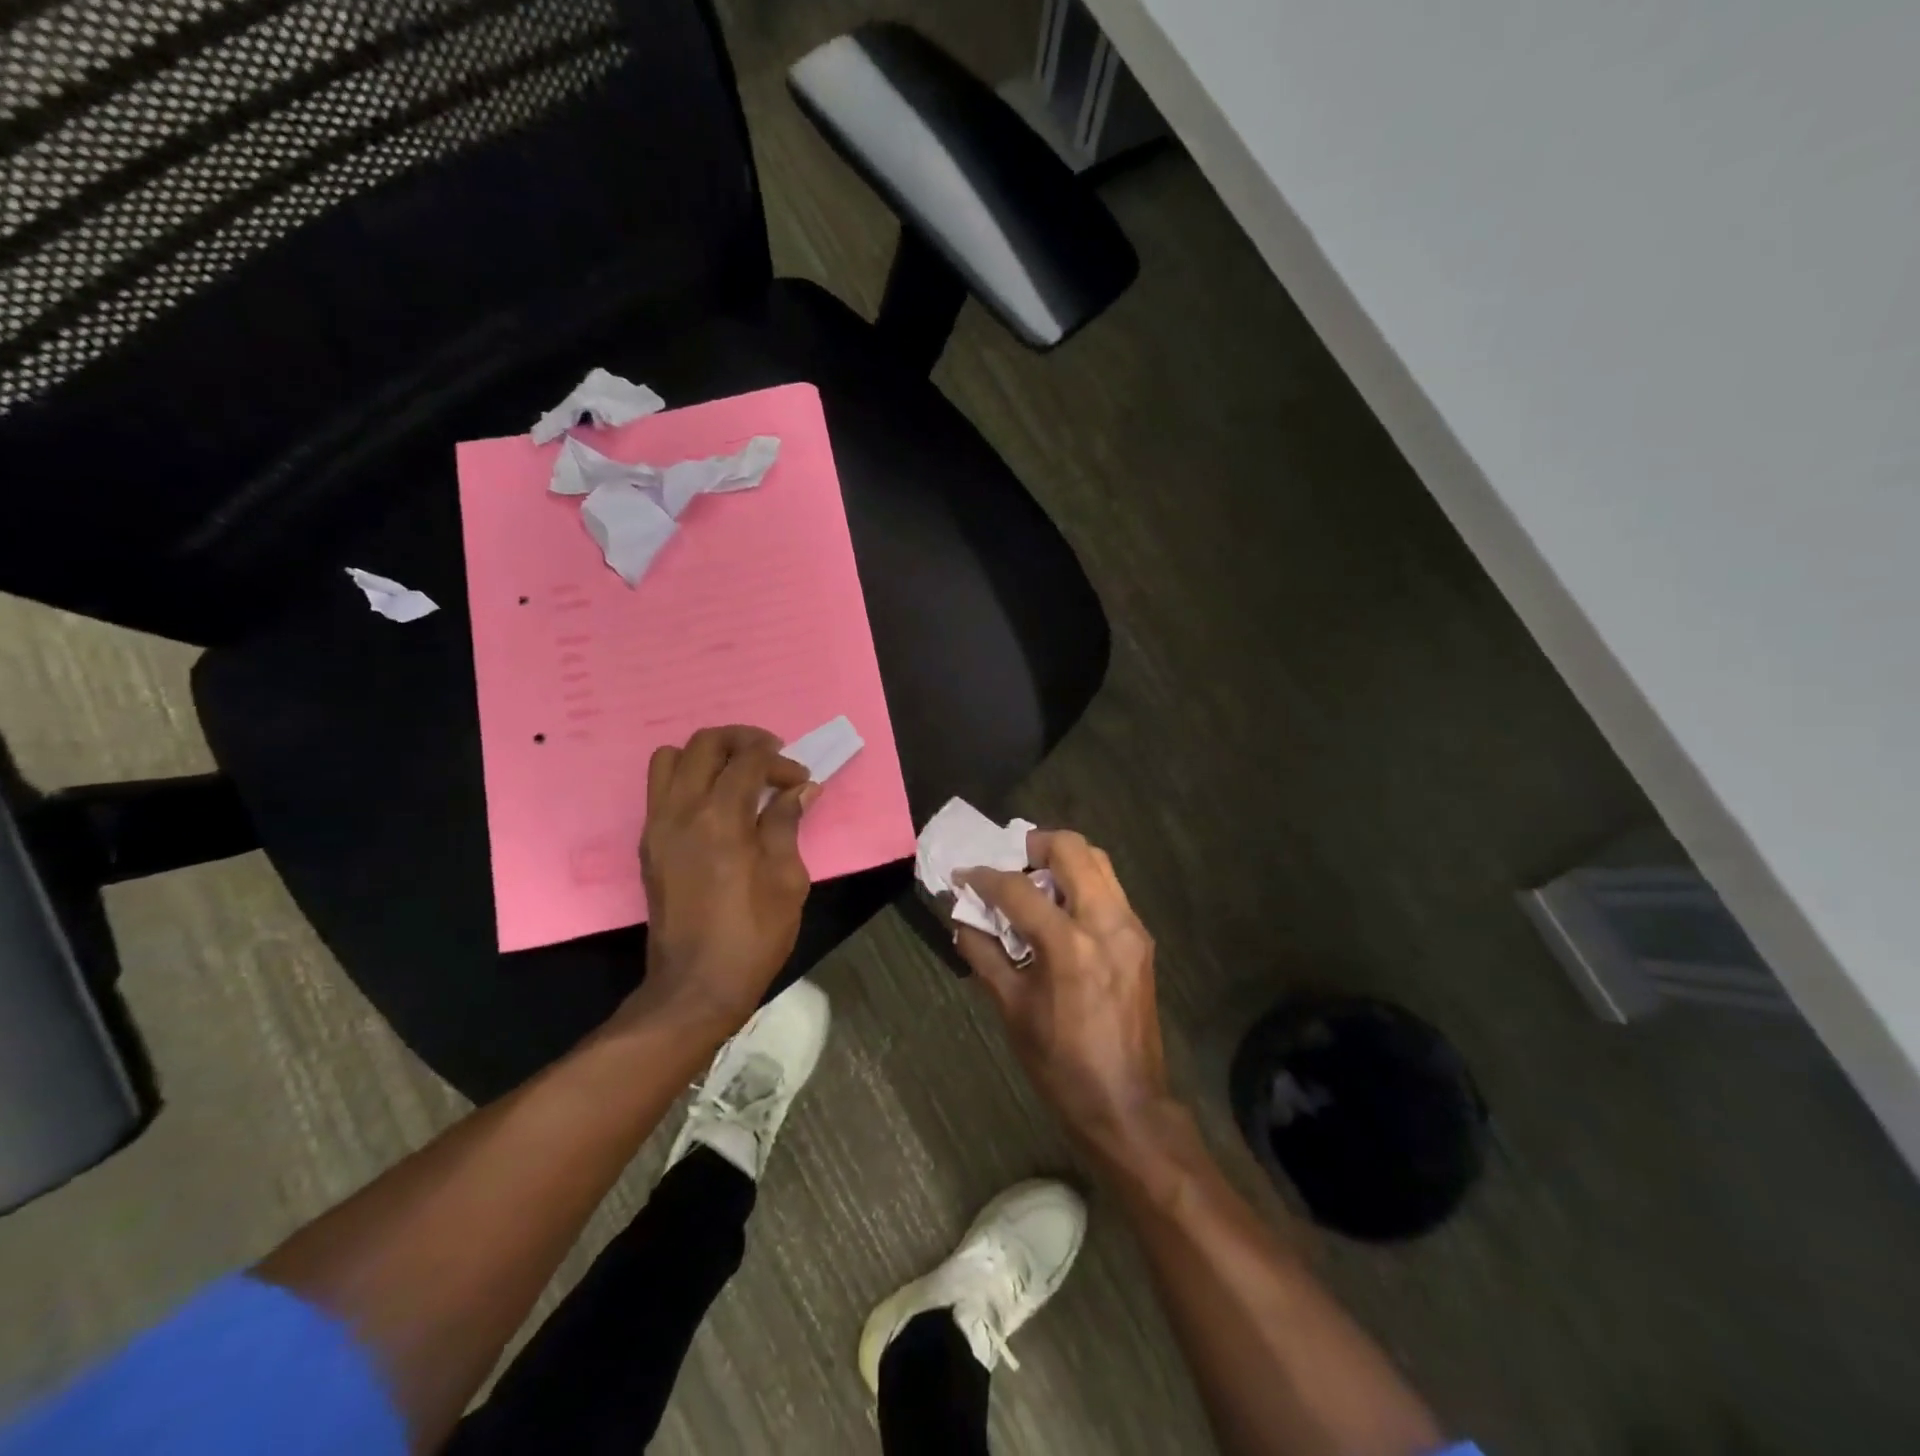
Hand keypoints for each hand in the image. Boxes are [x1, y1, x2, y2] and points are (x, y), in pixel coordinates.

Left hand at [634, 725, 815, 1032]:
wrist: (696, 985)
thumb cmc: (753, 934)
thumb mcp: (787, 879)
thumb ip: (787, 824)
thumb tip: (800, 790)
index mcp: (720, 819)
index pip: (748, 761)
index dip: (780, 762)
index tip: (801, 780)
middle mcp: (681, 811)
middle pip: (705, 744)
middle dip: (743, 740)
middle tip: (771, 756)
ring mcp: (657, 826)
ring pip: (670, 758)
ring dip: (707, 756)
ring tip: (737, 774)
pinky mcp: (648, 844)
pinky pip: (661, 789)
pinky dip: (689, 779)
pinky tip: (717, 803)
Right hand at [953, 831, 1170, 1147]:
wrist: (1127, 1103)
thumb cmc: (1061, 1064)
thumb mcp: (1012, 1009)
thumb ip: (983, 955)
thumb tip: (960, 920)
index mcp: (1069, 945)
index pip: (1018, 888)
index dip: (984, 877)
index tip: (963, 875)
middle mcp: (1106, 922)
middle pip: (1072, 848)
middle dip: (1032, 846)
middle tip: (1008, 865)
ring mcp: (1131, 927)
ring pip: (1098, 861)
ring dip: (1061, 861)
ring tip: (1033, 883)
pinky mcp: (1142, 939)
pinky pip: (1109, 889)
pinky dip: (1081, 883)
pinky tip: (1059, 910)